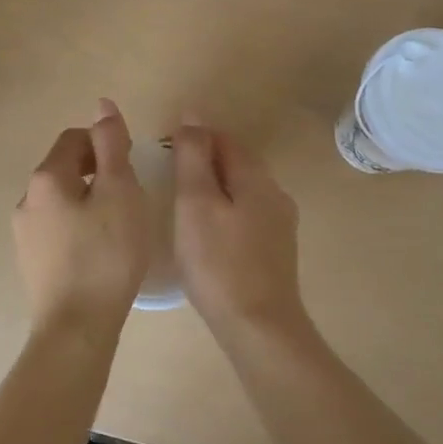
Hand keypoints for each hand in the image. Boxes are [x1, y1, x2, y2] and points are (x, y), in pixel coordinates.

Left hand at [12, 99, 149, 338]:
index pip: (74, 139)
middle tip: (129, 197)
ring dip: (88, 201)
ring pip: (61, 200)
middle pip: (65, 168)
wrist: (77, 329)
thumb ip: (112, 144)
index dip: (105, 144)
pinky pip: (56, 228)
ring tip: (117, 226)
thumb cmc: (106, 254)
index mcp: (46, 178)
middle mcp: (26, 200)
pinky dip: (78, 227)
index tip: (130, 167)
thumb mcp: (120, 191)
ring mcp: (23, 234)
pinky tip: (99, 252)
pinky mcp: (30, 262)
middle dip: (97, 173)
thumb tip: (102, 104)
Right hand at [171, 119, 305, 341]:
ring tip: (181, 205)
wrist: (260, 329)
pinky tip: (206, 234)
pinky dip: (224, 212)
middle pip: (236, 162)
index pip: (223, 139)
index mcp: (256, 178)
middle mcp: (275, 194)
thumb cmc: (219, 263)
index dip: (193, 137)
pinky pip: (247, 215)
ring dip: (214, 188)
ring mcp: (280, 224)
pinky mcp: (276, 251)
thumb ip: (193, 156)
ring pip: (242, 190)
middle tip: (167, 178)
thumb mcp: (196, 203)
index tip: (162, 151)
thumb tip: (192, 115)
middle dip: (203, 161)